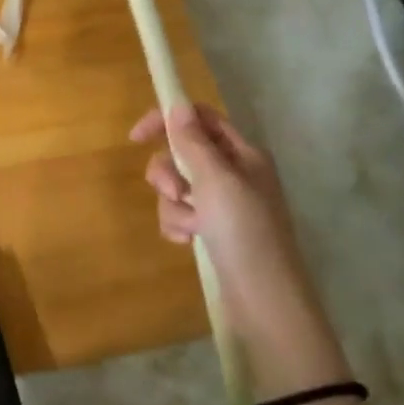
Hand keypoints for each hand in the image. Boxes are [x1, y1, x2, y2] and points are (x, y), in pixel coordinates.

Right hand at [132, 104, 347, 389]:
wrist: (266, 300)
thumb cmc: (245, 232)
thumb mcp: (216, 180)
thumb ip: (193, 141)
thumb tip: (177, 104)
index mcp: (242, 154)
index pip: (200, 119)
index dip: (168, 120)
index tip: (138, 138)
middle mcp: (233, 173)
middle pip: (182, 153)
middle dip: (168, 172)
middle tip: (174, 193)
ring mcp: (223, 204)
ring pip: (177, 186)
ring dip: (173, 205)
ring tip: (189, 228)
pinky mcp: (212, 230)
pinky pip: (180, 214)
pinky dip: (178, 224)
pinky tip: (187, 241)